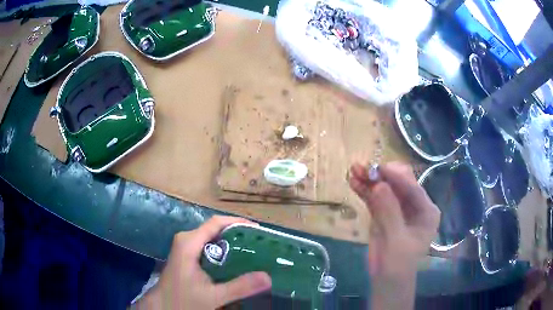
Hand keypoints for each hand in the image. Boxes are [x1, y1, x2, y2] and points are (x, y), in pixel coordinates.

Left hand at [134, 216, 271, 309]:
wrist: (163, 306)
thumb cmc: (183, 299)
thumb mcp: (212, 296)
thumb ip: (239, 287)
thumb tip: (268, 277)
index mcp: (189, 242)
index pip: (217, 223)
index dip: (238, 223)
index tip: (259, 231)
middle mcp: (187, 239)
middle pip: (216, 230)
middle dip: (239, 235)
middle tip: (261, 245)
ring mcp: (186, 247)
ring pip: (213, 239)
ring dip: (233, 245)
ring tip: (254, 253)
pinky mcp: (187, 256)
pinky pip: (209, 248)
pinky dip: (224, 253)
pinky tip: (237, 264)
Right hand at [349, 162, 439, 309]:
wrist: (386, 281)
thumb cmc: (398, 265)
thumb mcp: (396, 240)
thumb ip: (389, 212)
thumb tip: (378, 184)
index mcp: (426, 211)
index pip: (413, 188)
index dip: (395, 177)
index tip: (377, 167)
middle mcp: (414, 206)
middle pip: (399, 184)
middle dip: (381, 175)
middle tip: (362, 169)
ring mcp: (398, 209)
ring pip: (385, 189)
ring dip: (370, 180)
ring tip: (354, 170)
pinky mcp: (384, 214)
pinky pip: (375, 199)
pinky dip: (365, 191)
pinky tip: (353, 182)